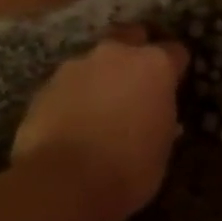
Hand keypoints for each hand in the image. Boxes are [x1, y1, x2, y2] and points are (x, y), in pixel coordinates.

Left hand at [12, 30, 189, 220]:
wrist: (63, 183)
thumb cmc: (128, 170)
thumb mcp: (161, 150)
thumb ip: (161, 121)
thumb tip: (156, 117)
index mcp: (153, 66)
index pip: (175, 52)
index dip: (176, 68)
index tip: (174, 85)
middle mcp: (115, 55)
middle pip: (131, 37)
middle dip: (136, 52)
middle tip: (137, 82)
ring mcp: (76, 66)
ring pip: (95, 61)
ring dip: (101, 76)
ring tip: (100, 108)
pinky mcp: (45, 85)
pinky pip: (69, 84)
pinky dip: (75, 96)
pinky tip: (74, 122)